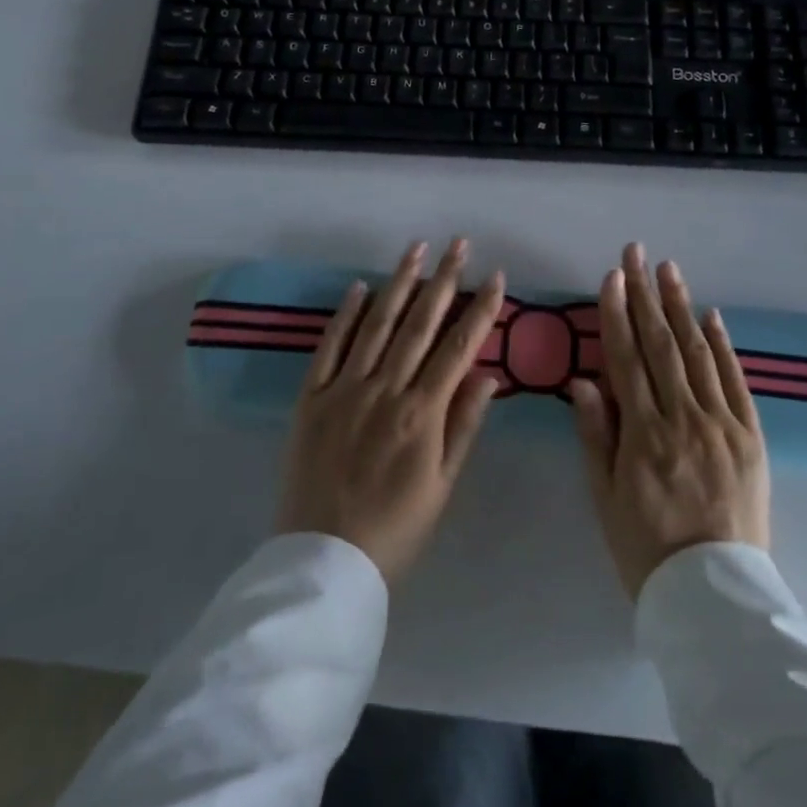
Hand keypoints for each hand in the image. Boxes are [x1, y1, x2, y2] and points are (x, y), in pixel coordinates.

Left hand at [276, 238, 505, 584]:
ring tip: (416, 248)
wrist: (323, 562)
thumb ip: (464, 425)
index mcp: (421, 413)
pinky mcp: (311, 397)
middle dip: (443, 280)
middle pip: (420, 324)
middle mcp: (385, 390)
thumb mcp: (441, 485)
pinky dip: (345, 315)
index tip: (496, 276)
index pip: (458, 347)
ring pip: (377, 325)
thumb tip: (490, 374)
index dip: (480, 309)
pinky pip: (329, 347)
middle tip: (458, 244)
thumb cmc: (395, 530)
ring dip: (399, 283)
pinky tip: (360, 287)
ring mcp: (344, 389)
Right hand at [569, 243, 770, 598]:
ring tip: (669, 269)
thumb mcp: (606, 497)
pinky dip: (723, 345)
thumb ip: (595, 434)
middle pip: (660, 344)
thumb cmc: (647, 548)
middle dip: (646, 294)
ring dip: (680, 307)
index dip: (617, 313)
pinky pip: (735, 382)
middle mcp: (683, 418)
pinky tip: (710, 315)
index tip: (612, 276)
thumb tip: (582, 379)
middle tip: (637, 253)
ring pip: (697, 353)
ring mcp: (721, 425)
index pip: (626, 358)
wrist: (716, 595)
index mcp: (642, 433)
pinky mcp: (751, 437)